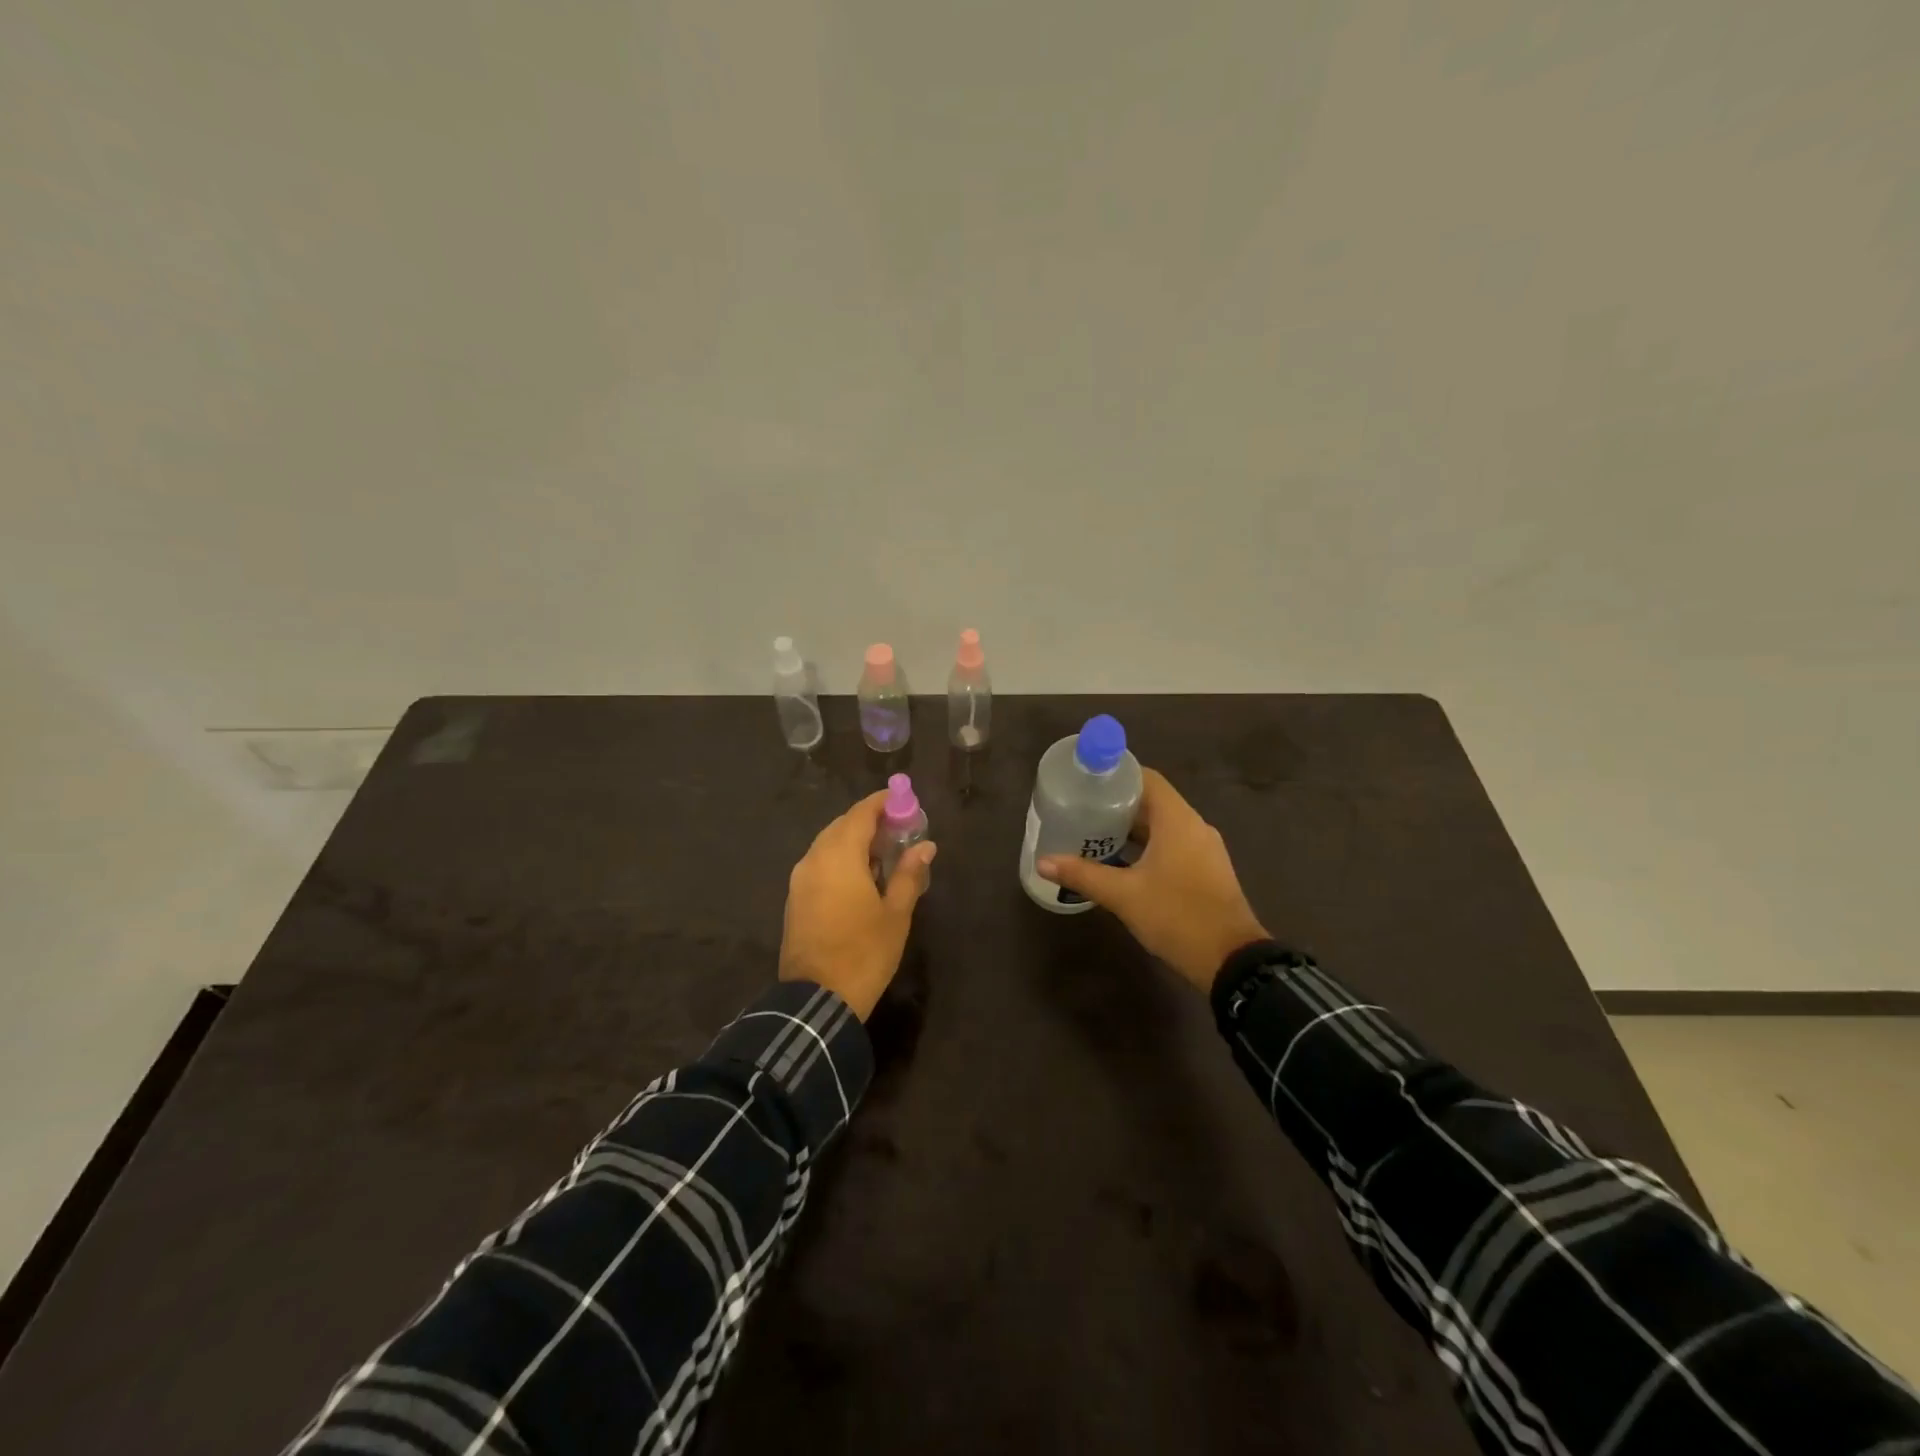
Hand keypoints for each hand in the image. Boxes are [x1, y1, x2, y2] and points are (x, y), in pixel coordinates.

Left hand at [780, 790, 936, 1019]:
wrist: (816, 1000)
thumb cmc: (864, 952)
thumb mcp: (896, 913)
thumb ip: (910, 874)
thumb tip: (925, 846)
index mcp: (839, 856)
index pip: (861, 813)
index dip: (884, 803)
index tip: (906, 802)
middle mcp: (814, 858)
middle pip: (843, 825)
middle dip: (871, 822)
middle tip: (900, 831)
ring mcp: (800, 879)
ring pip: (828, 844)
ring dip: (855, 841)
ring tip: (884, 855)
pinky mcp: (795, 898)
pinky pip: (820, 864)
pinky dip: (841, 860)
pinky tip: (861, 877)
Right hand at [1038, 767, 1267, 994]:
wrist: (1231, 960)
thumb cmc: (1176, 916)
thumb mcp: (1123, 895)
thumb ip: (1082, 875)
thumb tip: (1042, 862)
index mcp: (1177, 820)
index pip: (1146, 778)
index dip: (1116, 775)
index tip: (1086, 781)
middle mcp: (1194, 826)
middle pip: (1152, 801)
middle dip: (1117, 804)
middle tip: (1081, 809)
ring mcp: (1204, 849)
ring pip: (1162, 825)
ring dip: (1131, 828)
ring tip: (1094, 834)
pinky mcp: (1206, 870)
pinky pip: (1172, 845)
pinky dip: (1146, 846)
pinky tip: (1121, 862)